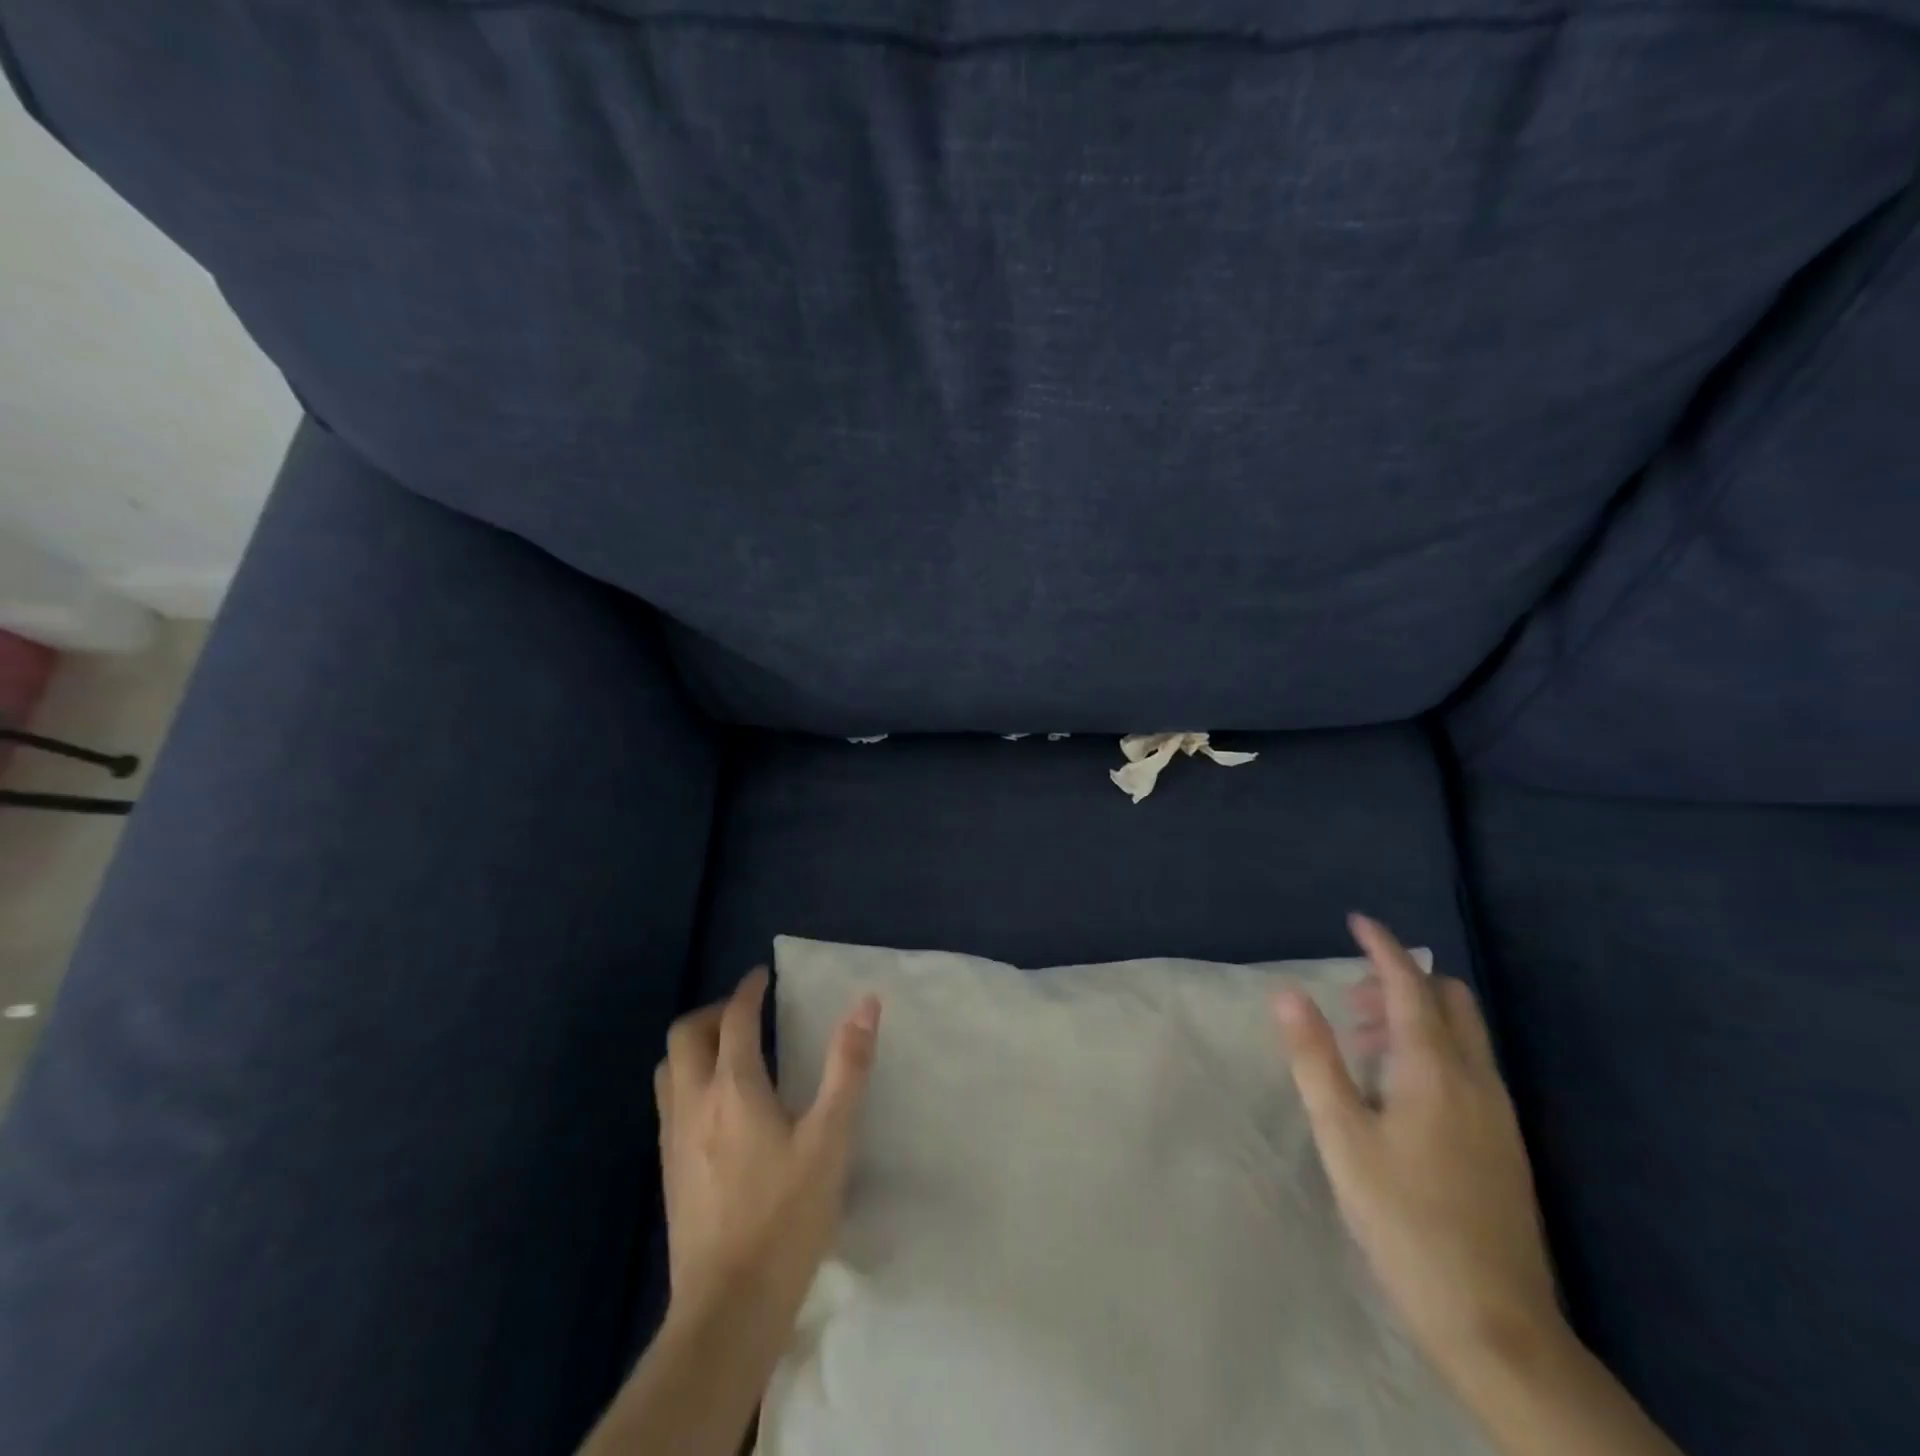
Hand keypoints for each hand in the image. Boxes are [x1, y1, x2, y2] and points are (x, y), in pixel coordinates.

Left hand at [655, 968, 881, 1319]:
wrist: (728, 1308)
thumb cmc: (786, 1216)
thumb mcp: (831, 1139)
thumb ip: (848, 1067)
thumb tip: (865, 1005)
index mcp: (733, 1088)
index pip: (733, 1020)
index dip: (747, 991)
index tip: (762, 977)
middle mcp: (694, 1103)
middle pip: (685, 1037)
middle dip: (713, 1013)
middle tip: (746, 1014)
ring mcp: (674, 1139)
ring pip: (668, 1070)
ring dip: (694, 1047)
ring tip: (729, 1053)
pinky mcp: (668, 1172)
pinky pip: (669, 1103)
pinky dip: (689, 1081)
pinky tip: (718, 1108)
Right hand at [1273, 915, 1561, 1378]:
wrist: (1495, 1324)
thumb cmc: (1404, 1220)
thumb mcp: (1342, 1136)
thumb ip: (1315, 1058)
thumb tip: (1288, 992)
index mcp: (1435, 1070)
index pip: (1411, 986)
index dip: (1383, 947)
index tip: (1357, 921)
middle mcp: (1476, 1080)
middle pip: (1450, 1002)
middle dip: (1403, 982)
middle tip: (1353, 998)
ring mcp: (1499, 1115)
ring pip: (1463, 1035)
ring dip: (1416, 1017)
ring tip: (1364, 1044)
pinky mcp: (1506, 1145)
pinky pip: (1470, 1068)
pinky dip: (1434, 1051)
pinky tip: (1399, 1093)